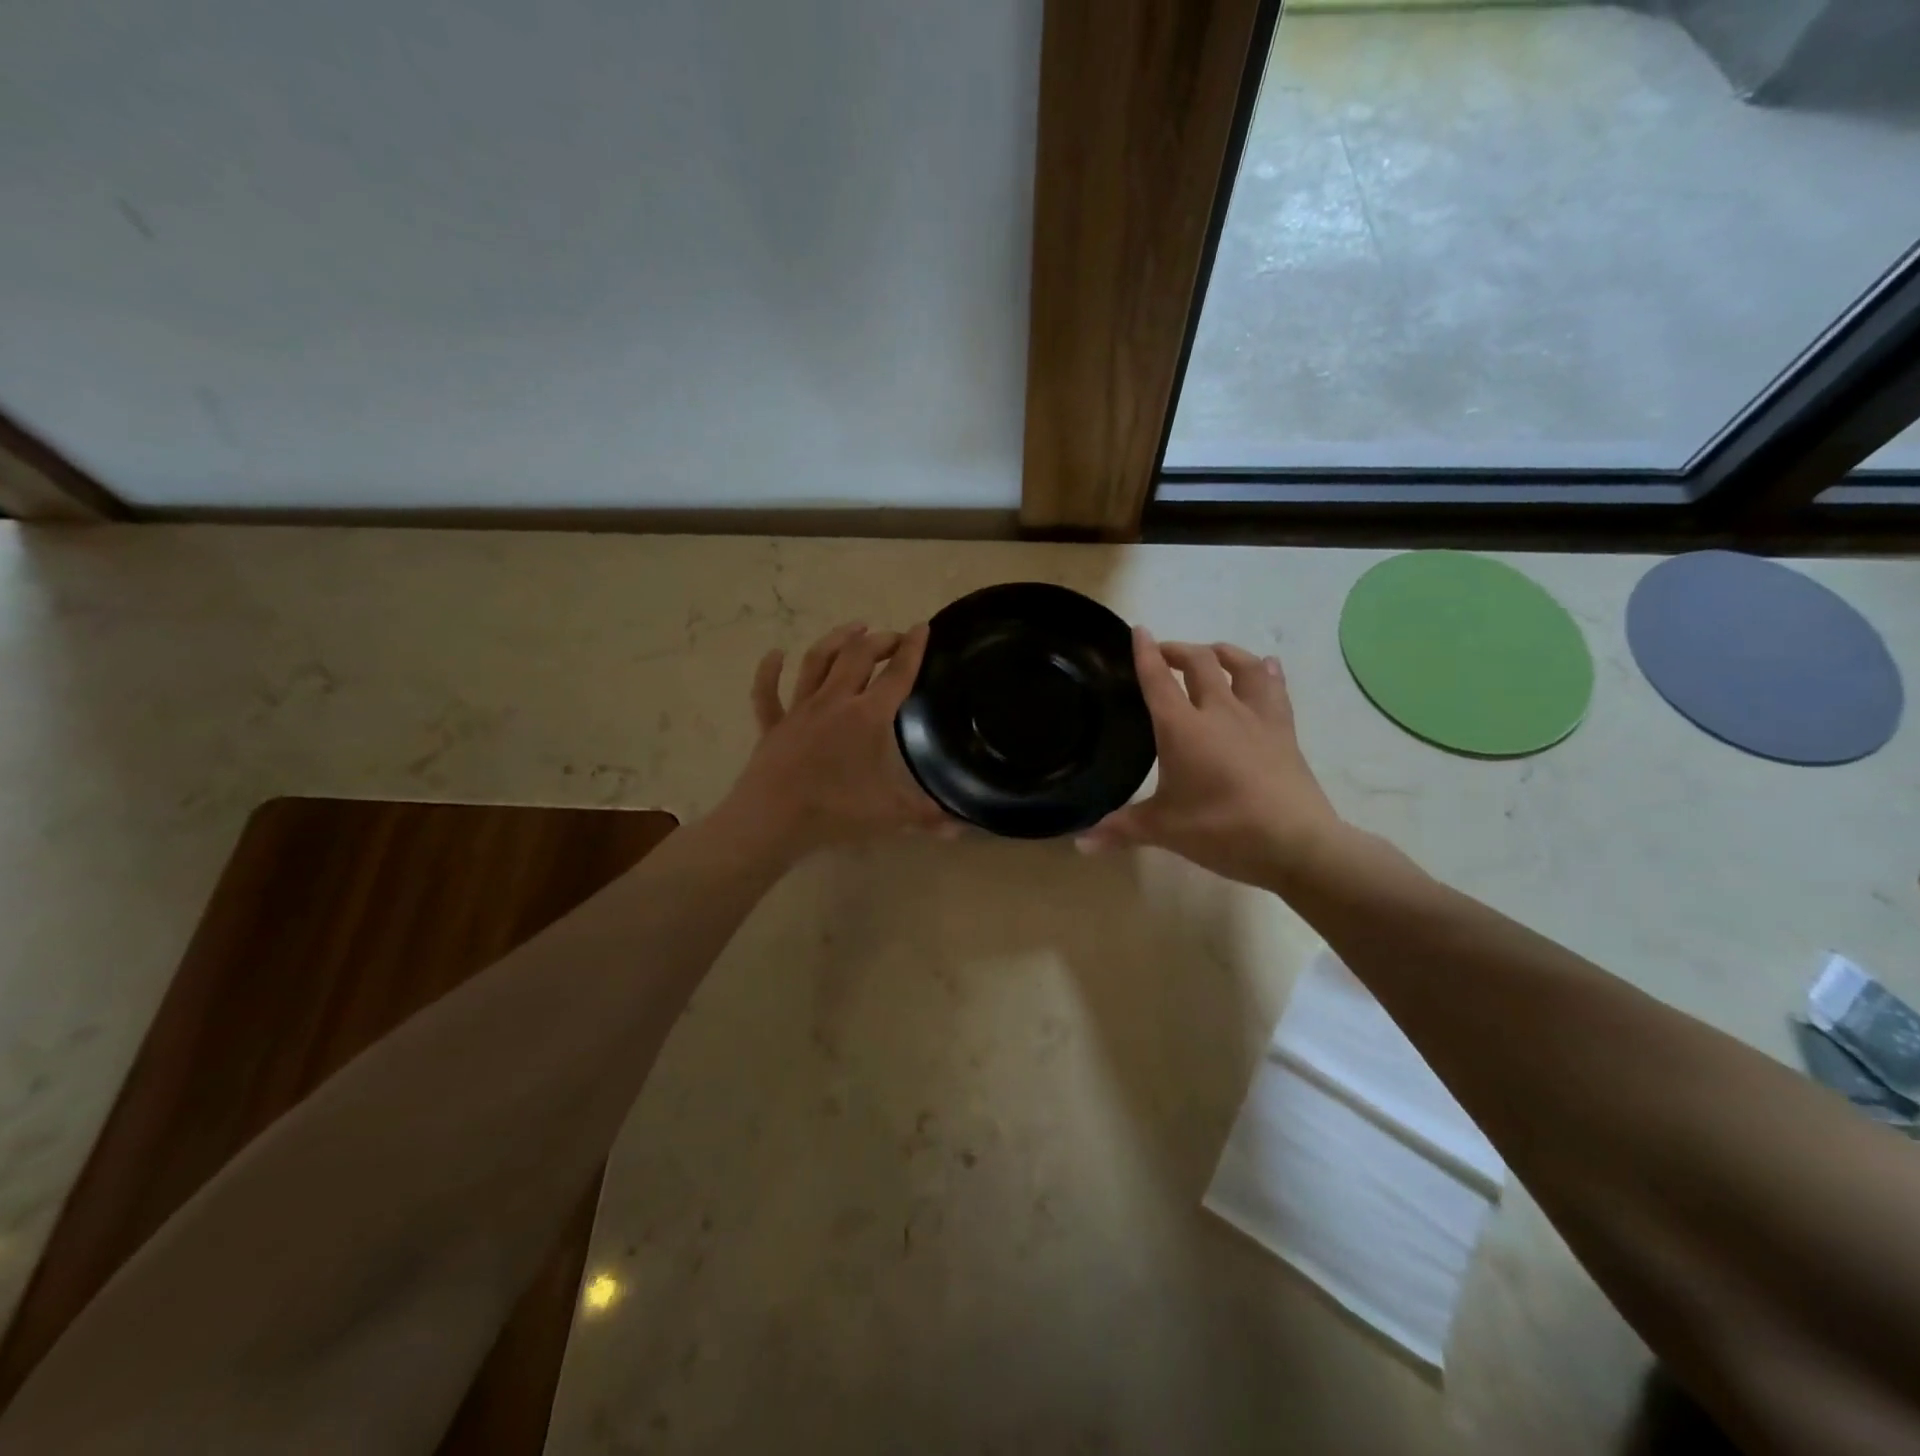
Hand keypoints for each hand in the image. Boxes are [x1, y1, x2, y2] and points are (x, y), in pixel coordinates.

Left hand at [717, 622, 947, 859]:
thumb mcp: (890, 814)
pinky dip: (769, 670)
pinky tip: (774, 653)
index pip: (897, 675)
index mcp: (867, 717)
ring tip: (854, 628)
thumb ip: (927, 816)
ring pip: (816, 662)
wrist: (772, 820)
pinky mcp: (772, 725)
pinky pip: (767, 692)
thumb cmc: (835, 812)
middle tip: (894, 637)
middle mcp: (834, 702)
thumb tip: (962, 829)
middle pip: (858, 657)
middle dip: (879, 640)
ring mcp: (799, 710)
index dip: (913, 649)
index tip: (921, 626)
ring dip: (836, 640)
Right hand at [1078, 629, 1344, 888]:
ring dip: (1223, 652)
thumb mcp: (1163, 830)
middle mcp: (1219, 712)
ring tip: (1212, 653)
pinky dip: (1266, 672)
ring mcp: (1256, 718)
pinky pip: (1275, 689)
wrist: (1295, 842)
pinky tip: (1267, 666)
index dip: (1146, 653)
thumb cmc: (1221, 830)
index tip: (1138, 630)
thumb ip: (1119, 829)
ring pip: (1242, 667)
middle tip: (1165, 654)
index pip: (1158, 680)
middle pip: (1199, 664)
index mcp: (1182, 728)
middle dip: (1179, 651)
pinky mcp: (1284, 731)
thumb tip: (1079, 844)